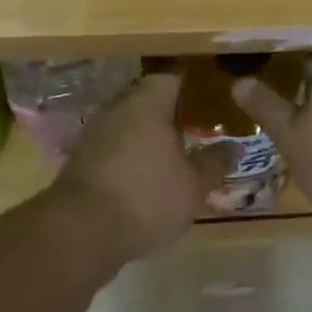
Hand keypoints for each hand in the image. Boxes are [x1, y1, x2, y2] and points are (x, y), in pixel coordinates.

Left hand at [51, 73, 223, 262]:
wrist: (80, 233)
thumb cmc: (146, 198)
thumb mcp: (194, 185)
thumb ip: (215, 162)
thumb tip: (232, 147)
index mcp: (147, 103)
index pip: (172, 78)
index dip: (192, 88)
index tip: (210, 102)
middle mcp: (117, 108)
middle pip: (148, 100)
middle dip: (170, 115)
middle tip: (196, 132)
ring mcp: (94, 134)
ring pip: (128, 125)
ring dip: (147, 138)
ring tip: (173, 158)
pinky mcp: (79, 160)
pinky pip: (112, 148)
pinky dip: (129, 158)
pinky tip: (144, 179)